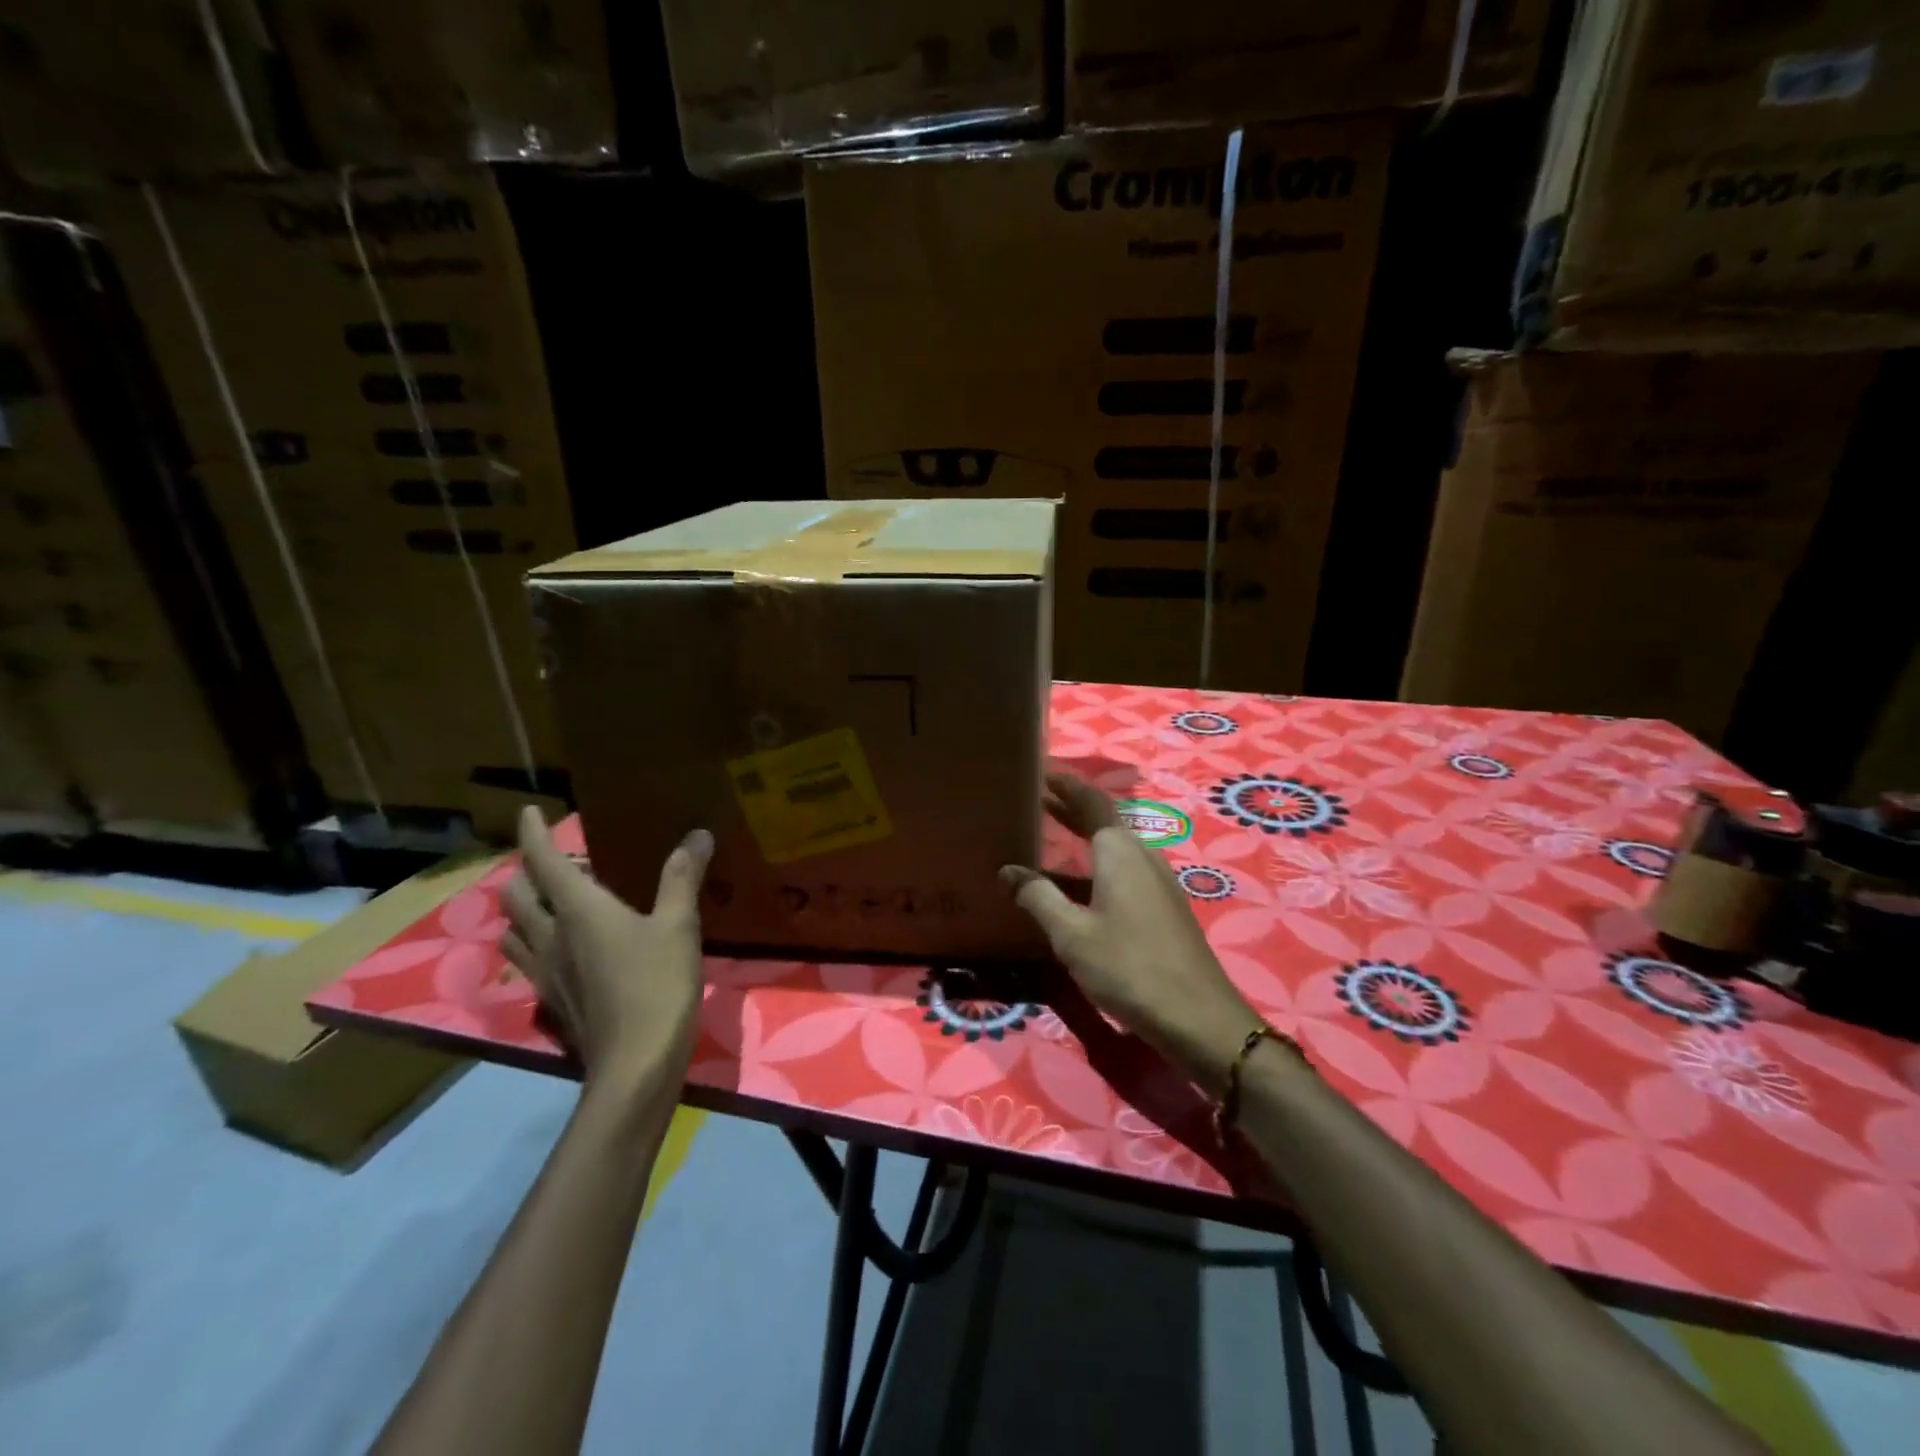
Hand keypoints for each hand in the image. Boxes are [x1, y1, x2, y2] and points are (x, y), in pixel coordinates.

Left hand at [500, 807, 713, 1089]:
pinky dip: (533, 941)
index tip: (527, 812)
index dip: (533, 833)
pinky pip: (527, 960)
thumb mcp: (679, 925)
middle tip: (557, 860)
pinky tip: (562, 949)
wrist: (635, 1063)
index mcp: (579, 910)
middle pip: (516, 895)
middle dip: (526, 870)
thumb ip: (682, 877)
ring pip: (514, 930)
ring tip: (551, 901)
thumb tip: (697, 834)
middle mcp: (551, 936)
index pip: (543, 861)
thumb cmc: (658, 984)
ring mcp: (545, 973)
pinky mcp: (552, 1001)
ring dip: (524, 908)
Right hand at [1000, 773, 1260, 1094]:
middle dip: (1072, 807)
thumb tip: (1007, 871)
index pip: (1091, 801)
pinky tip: (1080, 886)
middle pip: (1104, 821)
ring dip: (1084, 838)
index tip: (1041, 771)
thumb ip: (1038, 897)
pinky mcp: (1164, 909)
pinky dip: (1096, 865)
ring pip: (1115, 848)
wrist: (1197, 1017)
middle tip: (1038, 798)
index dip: (1066, 785)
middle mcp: (1143, 857)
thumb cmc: (1129, 967)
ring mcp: (1158, 883)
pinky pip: (1124, 871)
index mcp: (1121, 852)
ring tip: (1051, 837)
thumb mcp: (1072, 934)